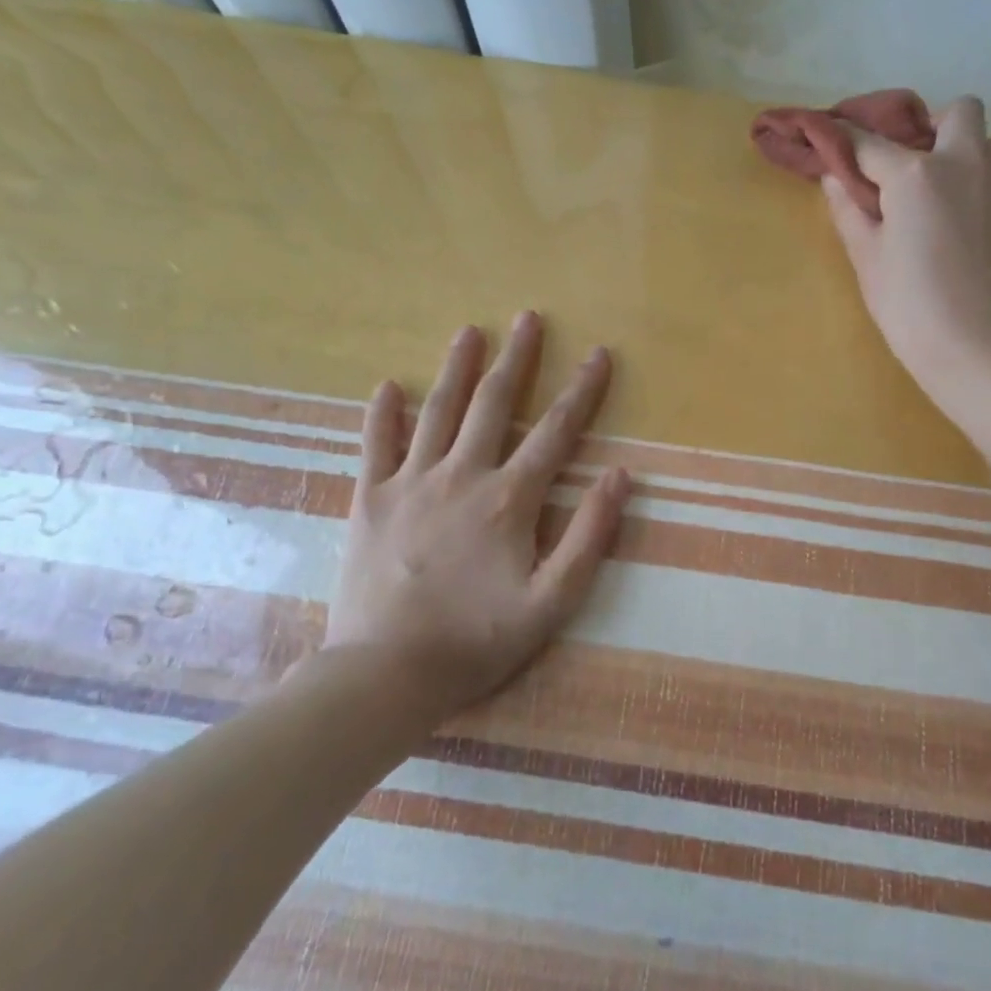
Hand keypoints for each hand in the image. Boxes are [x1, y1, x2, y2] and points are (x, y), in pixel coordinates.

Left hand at [321, 313, 629, 717]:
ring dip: (457, 368)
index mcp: (509, 499)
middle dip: (517, 359)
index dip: (582, 390)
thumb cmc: (476, 641)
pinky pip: (375, 445)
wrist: (385, 673)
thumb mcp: (552, 602)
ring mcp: (410, 483)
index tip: (599, 354)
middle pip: (494, 404)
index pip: (555, 432)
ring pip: (438, 412)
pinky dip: (383, 414)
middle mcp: (461, 476)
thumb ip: (589, 536)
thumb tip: (621, 475)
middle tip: (528, 318)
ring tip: (469, 330)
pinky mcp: (370, 500)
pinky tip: (388, 386)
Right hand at [822, 95, 990, 383]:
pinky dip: (989, 189)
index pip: (871, 142)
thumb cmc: (908, 303)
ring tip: (949, 206)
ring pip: (989, 146)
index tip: (837, 141)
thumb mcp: (866, 258)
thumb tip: (835, 178)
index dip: (848, 139)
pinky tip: (975, 230)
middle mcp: (969, 160)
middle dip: (934, 128)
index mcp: (917, 173)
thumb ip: (848, 210)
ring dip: (966, 160)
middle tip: (916, 168)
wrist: (973, 345)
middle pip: (958, 112)